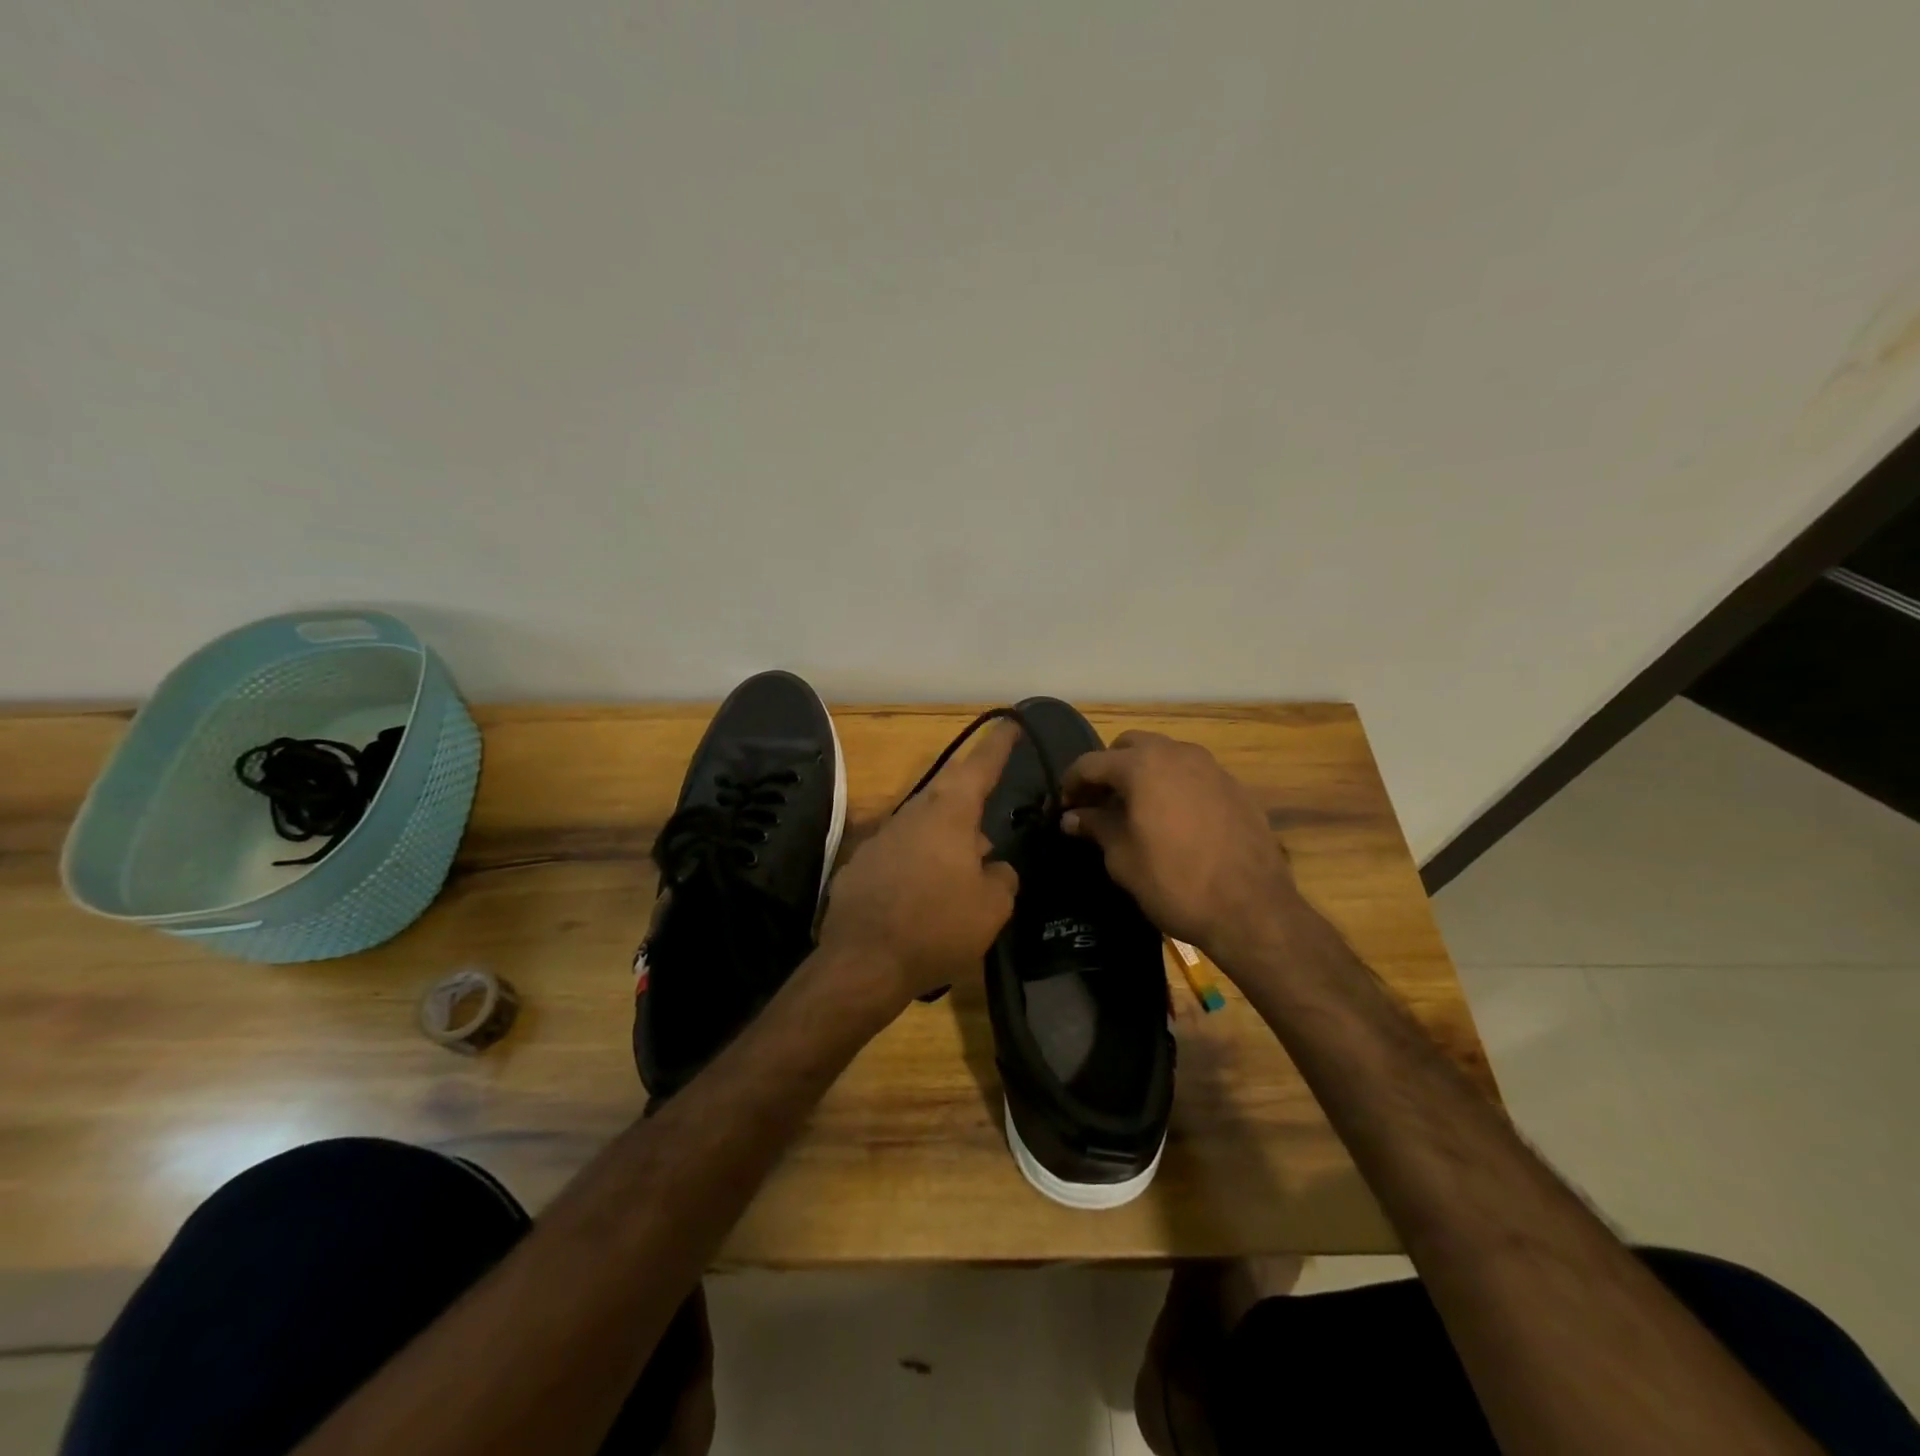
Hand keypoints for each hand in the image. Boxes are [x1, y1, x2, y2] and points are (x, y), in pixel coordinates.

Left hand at [818, 721, 1020, 1006]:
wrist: (863, 962)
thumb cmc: (937, 927)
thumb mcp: (992, 907)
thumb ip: (1002, 877)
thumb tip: (993, 866)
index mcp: (948, 814)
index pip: (979, 766)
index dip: (997, 744)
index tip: (1010, 722)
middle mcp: (912, 814)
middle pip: (948, 791)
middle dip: (971, 787)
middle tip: (991, 790)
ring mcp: (882, 838)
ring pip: (924, 822)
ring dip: (948, 833)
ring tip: (967, 858)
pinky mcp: (862, 864)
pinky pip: (902, 850)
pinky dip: (921, 860)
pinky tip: (927, 890)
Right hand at [1061, 731, 1298, 958]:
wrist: (1252, 909)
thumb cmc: (1175, 882)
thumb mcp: (1123, 858)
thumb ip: (1096, 827)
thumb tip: (1072, 817)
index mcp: (1142, 765)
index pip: (1091, 762)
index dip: (1071, 783)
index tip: (1064, 807)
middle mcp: (1177, 754)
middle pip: (1130, 746)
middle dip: (1109, 768)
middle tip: (1099, 802)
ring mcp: (1212, 768)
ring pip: (1166, 756)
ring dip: (1144, 774)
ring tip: (1135, 809)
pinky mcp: (1236, 788)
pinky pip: (1194, 775)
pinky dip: (1174, 787)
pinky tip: (1174, 820)